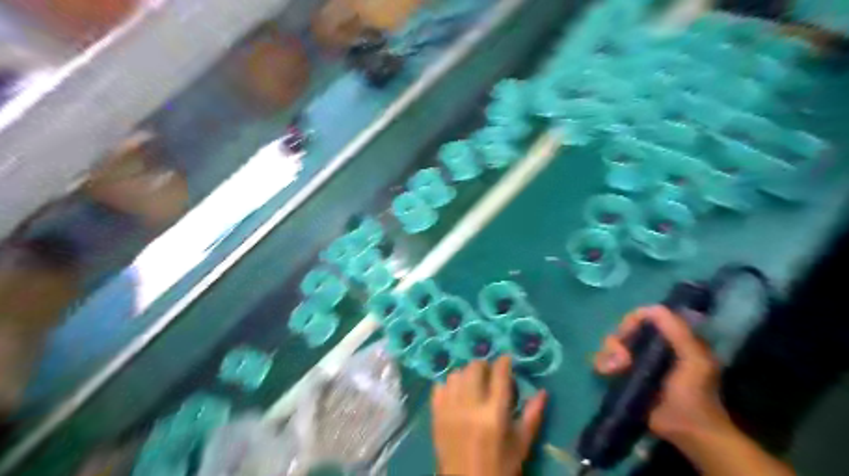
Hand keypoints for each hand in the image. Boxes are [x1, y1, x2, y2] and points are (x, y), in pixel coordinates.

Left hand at [434, 354, 547, 473]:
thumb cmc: (500, 467)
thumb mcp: (521, 445)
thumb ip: (533, 415)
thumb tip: (543, 392)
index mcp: (494, 414)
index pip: (499, 374)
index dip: (504, 362)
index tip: (508, 359)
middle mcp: (470, 405)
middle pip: (475, 367)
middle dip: (485, 366)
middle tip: (491, 375)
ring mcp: (449, 408)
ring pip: (456, 374)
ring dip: (467, 374)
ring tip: (474, 384)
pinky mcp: (436, 414)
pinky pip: (439, 386)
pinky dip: (449, 385)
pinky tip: (457, 393)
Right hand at [592, 305, 737, 445]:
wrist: (689, 432)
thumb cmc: (695, 394)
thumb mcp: (695, 359)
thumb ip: (678, 331)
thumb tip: (650, 308)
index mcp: (669, 337)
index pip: (643, 316)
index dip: (632, 322)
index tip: (627, 335)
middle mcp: (650, 344)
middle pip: (623, 329)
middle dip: (617, 343)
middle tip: (622, 362)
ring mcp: (636, 360)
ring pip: (611, 344)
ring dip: (607, 355)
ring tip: (613, 371)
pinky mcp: (624, 375)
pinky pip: (605, 360)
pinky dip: (602, 364)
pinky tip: (606, 373)